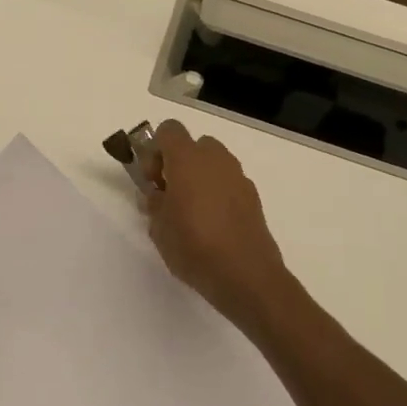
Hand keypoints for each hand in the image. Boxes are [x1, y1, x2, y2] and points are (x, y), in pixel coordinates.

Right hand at [145, 120, 300, 339]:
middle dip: (179, 163)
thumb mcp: (158, 228)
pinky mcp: (253, 196)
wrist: (246, 276)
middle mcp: (215, 159)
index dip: (156, 150)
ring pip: (213, 163)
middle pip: (193, 144)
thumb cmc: (194, 246)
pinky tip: (213, 224)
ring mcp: (238, 176)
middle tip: (170, 195)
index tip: (153, 179)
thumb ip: (154, 203)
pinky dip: (218, 192)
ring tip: (191, 212)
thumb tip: (157, 194)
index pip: (168, 130)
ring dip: (200, 177)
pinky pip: (228, 182)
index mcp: (187, 159)